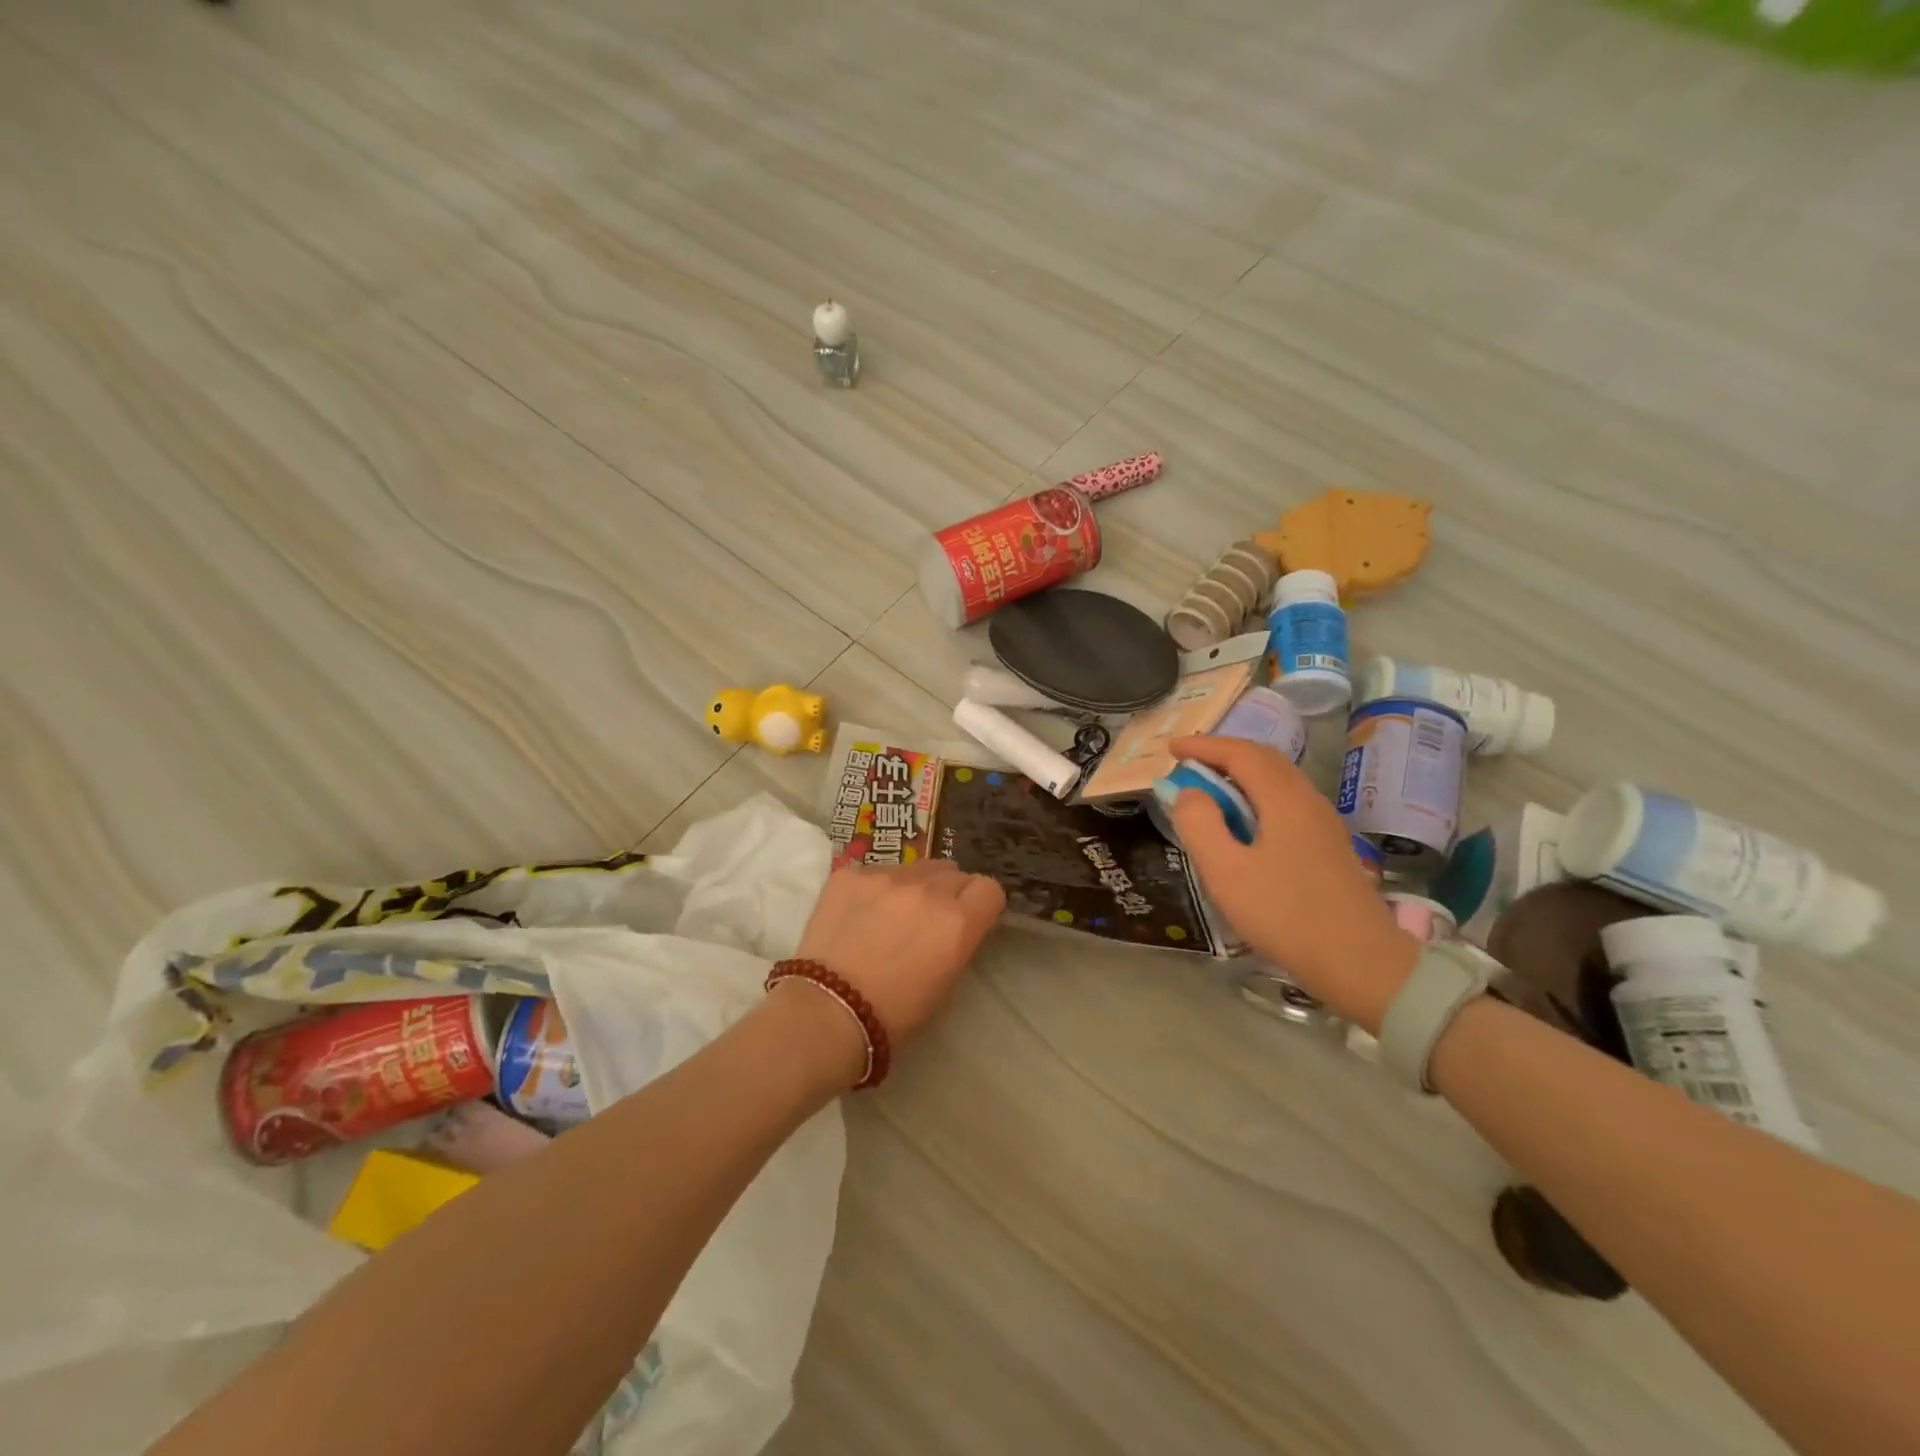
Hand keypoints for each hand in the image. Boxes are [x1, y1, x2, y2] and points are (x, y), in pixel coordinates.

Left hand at [793, 858, 1005, 1049]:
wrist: (826, 1013)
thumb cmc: (894, 1016)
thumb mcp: (946, 986)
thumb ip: (958, 944)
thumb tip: (954, 928)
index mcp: (958, 921)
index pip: (989, 889)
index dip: (981, 904)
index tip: (970, 919)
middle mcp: (927, 889)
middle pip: (954, 873)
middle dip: (949, 893)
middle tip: (930, 920)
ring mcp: (886, 876)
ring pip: (915, 867)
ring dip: (914, 886)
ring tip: (892, 915)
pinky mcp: (850, 874)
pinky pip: (876, 872)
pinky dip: (876, 888)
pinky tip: (858, 915)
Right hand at [1167, 735, 1419, 1033]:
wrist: (1361, 963)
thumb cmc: (1285, 915)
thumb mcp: (1226, 871)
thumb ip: (1200, 824)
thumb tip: (1188, 792)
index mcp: (1283, 799)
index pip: (1240, 753)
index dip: (1203, 745)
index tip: (1171, 748)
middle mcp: (1308, 800)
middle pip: (1264, 759)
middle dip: (1223, 755)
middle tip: (1188, 766)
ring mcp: (1324, 823)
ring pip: (1278, 781)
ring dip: (1241, 776)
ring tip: (1210, 793)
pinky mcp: (1329, 846)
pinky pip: (1287, 802)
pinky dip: (1257, 797)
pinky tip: (1244, 824)